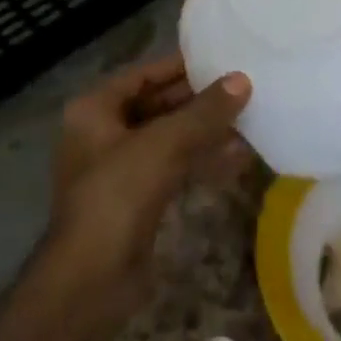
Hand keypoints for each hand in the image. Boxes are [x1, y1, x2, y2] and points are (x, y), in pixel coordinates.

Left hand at [44, 55, 251, 311]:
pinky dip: (201, 161)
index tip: (219, 58)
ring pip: (168, 139)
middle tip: (242, 88)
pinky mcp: (137, 201)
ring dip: (205, 131)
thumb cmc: (117, 195)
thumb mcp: (163, 144)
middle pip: (157, 105)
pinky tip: (238, 158)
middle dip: (198, 100)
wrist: (91, 281)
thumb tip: (243, 79)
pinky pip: (173, 168)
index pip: (143, 74)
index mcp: (95, 109)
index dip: (180, 66)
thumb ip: (204, 112)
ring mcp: (119, 169)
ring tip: (249, 118)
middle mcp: (103, 133)